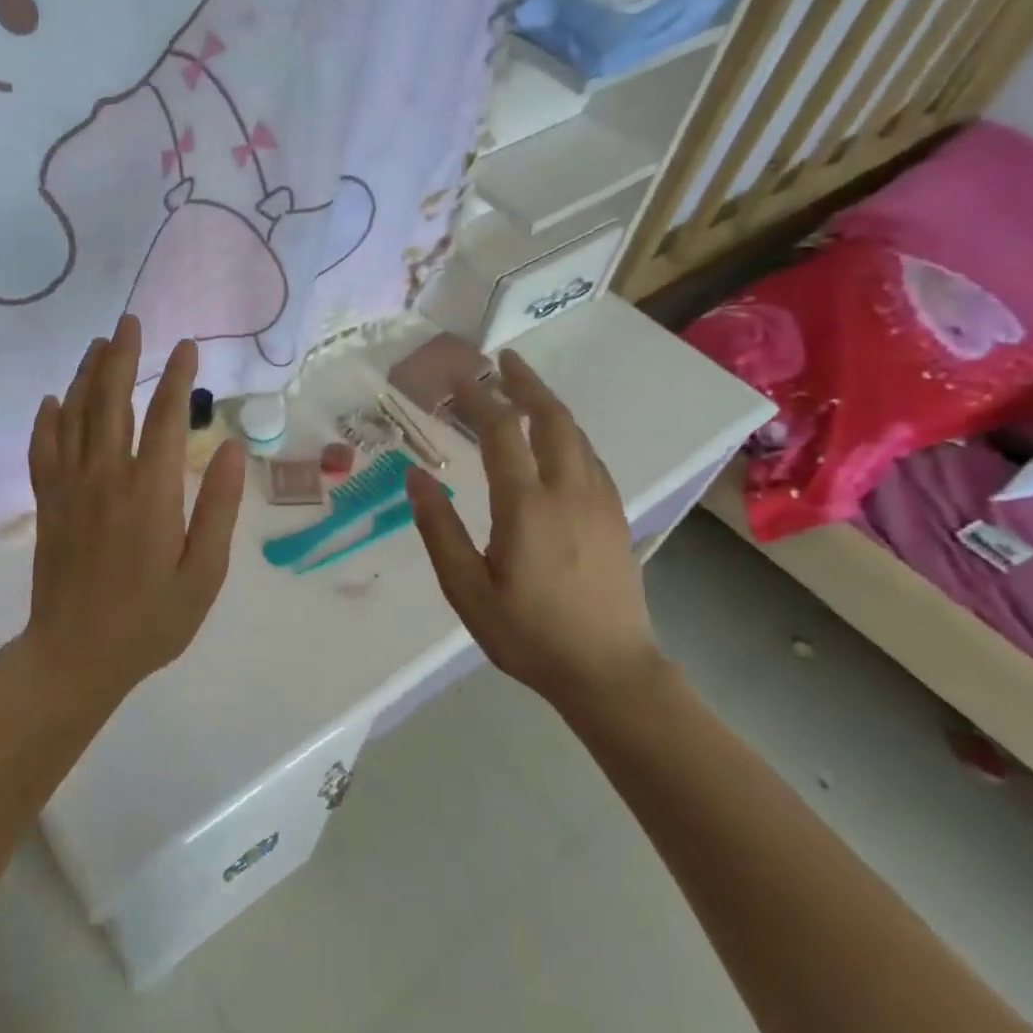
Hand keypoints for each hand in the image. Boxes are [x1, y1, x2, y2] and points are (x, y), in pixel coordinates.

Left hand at [23, 316, 245, 700]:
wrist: (76, 656)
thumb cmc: (151, 620)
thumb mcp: (203, 573)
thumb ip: (217, 508)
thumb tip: (229, 449)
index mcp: (150, 493)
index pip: (165, 417)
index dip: (177, 378)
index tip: (187, 347)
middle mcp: (106, 478)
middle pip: (111, 401)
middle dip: (123, 357)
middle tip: (131, 323)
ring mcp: (69, 488)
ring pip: (75, 416)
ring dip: (87, 375)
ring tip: (99, 345)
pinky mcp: (47, 504)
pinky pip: (43, 449)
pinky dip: (47, 420)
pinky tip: (53, 400)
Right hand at [405, 348, 657, 710]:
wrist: (611, 673)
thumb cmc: (529, 635)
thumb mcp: (467, 590)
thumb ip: (439, 530)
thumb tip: (416, 477)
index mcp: (528, 506)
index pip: (503, 433)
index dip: (480, 399)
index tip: (459, 378)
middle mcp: (569, 491)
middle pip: (552, 419)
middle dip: (526, 383)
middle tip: (503, 360)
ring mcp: (600, 502)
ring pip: (577, 435)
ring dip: (550, 405)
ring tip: (525, 390)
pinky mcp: (616, 518)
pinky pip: (591, 458)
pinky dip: (569, 434)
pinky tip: (558, 440)